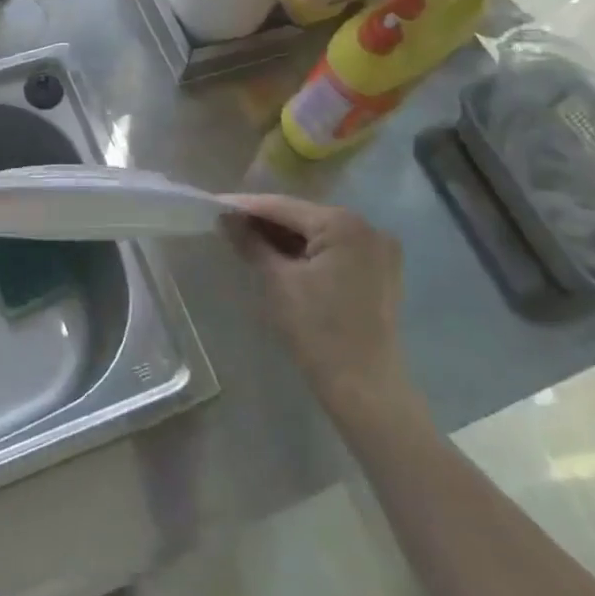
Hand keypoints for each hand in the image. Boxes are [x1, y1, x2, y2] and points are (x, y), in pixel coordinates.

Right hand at [223, 193, 422, 423]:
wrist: (366, 391)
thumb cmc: (319, 332)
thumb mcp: (278, 282)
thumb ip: (251, 243)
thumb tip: (225, 218)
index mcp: (343, 224)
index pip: (284, 207)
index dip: (246, 206)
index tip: (214, 204)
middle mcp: (367, 226)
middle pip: (303, 217)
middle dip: (266, 221)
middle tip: (228, 222)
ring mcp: (379, 249)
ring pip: (319, 233)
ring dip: (286, 237)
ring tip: (248, 237)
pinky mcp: (380, 271)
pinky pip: (336, 249)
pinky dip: (309, 251)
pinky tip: (281, 256)